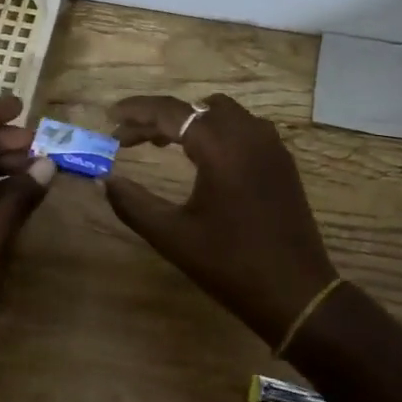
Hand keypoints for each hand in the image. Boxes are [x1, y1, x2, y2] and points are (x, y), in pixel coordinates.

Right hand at [104, 94, 337, 343]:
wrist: (296, 293)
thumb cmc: (229, 264)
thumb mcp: (172, 236)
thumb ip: (133, 203)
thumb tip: (105, 180)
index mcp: (220, 146)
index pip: (169, 112)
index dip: (136, 111)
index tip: (109, 116)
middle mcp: (249, 134)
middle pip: (195, 108)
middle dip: (159, 118)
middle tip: (129, 139)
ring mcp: (271, 146)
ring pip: (222, 114)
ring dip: (190, 121)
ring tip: (161, 144)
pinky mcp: (282, 162)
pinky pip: (244, 129)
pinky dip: (216, 132)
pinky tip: (202, 159)